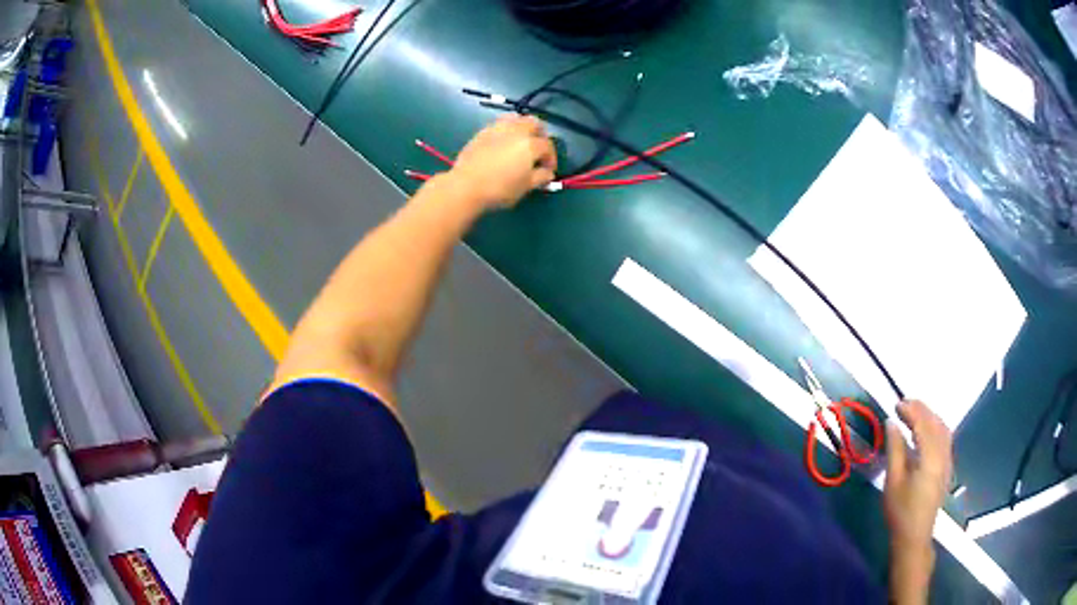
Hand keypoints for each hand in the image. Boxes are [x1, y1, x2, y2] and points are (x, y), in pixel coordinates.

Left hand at [445, 116, 556, 210]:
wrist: (465, 186)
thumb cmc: (499, 189)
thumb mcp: (525, 187)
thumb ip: (540, 177)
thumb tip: (547, 173)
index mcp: (530, 144)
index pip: (547, 146)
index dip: (551, 158)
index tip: (548, 170)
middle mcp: (516, 131)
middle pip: (534, 123)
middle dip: (540, 134)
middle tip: (537, 149)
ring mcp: (497, 128)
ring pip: (516, 118)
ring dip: (523, 127)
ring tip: (520, 142)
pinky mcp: (482, 132)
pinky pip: (499, 124)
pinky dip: (506, 130)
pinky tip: (502, 144)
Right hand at [884, 400, 952, 551]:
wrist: (914, 537)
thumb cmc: (900, 511)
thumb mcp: (893, 481)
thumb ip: (895, 449)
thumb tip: (892, 423)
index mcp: (930, 457)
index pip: (924, 423)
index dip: (911, 410)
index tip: (896, 404)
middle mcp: (943, 454)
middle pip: (936, 423)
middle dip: (921, 410)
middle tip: (903, 404)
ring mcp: (947, 461)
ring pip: (943, 429)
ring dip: (929, 417)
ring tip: (913, 414)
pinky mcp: (946, 467)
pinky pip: (945, 438)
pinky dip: (935, 427)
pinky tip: (924, 432)